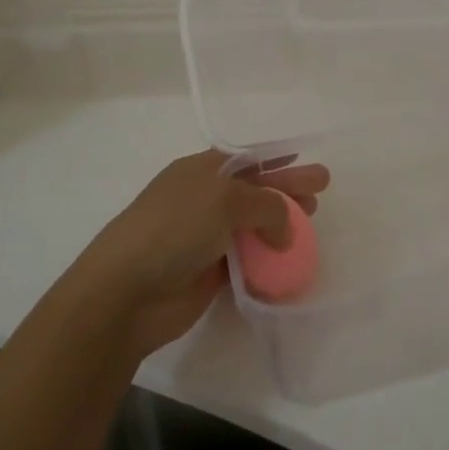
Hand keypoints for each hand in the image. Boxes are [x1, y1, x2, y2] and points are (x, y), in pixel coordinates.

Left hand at [74, 150, 330, 357]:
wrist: (127, 291)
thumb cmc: (174, 228)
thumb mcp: (224, 199)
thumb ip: (266, 205)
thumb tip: (285, 230)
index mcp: (202, 170)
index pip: (248, 159)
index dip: (276, 158)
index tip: (304, 159)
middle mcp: (204, 199)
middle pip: (256, 189)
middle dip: (288, 187)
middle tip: (321, 191)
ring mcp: (206, 237)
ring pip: (254, 225)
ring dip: (282, 224)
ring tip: (312, 223)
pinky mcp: (210, 272)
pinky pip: (248, 259)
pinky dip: (269, 258)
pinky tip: (290, 260)